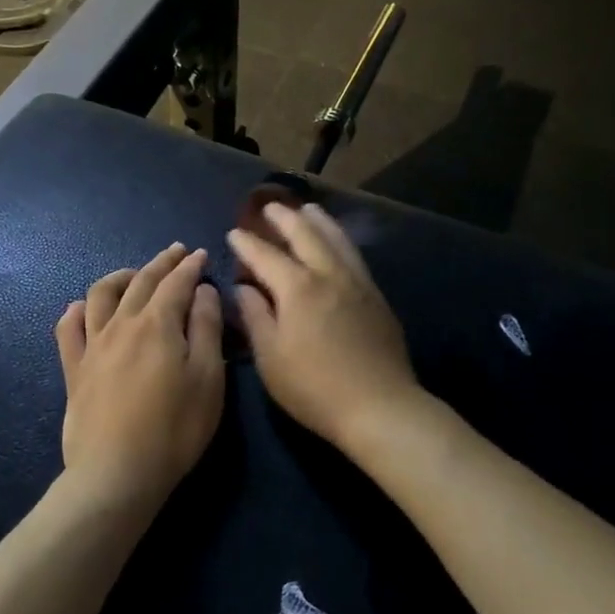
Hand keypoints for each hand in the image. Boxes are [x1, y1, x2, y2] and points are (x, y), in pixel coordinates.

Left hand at [55, 244, 225, 507]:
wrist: (116, 473)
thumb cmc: (174, 429)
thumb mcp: (208, 379)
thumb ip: (206, 328)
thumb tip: (202, 291)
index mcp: (158, 324)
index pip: (176, 283)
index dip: (190, 266)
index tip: (201, 254)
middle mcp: (122, 324)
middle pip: (141, 281)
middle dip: (161, 263)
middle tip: (176, 252)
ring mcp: (93, 345)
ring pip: (101, 295)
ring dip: (120, 276)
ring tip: (133, 274)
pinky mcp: (74, 369)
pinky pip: (68, 329)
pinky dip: (76, 311)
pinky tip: (80, 307)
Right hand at [228, 202, 421, 454]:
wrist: (380, 407)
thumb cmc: (314, 388)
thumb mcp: (271, 358)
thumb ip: (255, 317)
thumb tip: (244, 287)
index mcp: (297, 288)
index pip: (266, 256)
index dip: (247, 243)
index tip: (234, 233)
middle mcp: (328, 274)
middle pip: (305, 234)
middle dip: (284, 218)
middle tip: (269, 207)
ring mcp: (357, 282)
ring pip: (336, 239)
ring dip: (318, 221)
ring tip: (308, 209)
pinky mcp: (376, 296)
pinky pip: (354, 255)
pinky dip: (340, 239)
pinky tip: (338, 243)